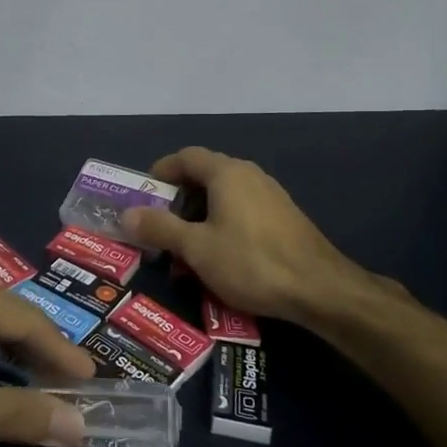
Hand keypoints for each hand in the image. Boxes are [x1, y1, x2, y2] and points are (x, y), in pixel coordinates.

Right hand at [121, 147, 404, 328]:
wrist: (319, 289)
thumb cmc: (250, 262)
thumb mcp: (196, 248)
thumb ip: (159, 227)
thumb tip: (126, 214)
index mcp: (226, 173)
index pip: (185, 157)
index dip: (161, 172)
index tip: (143, 195)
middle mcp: (249, 175)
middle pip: (203, 178)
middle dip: (177, 204)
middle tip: (159, 231)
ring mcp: (270, 196)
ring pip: (223, 199)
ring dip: (198, 222)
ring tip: (184, 255)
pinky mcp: (283, 218)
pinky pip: (241, 214)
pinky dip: (221, 229)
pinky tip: (217, 261)